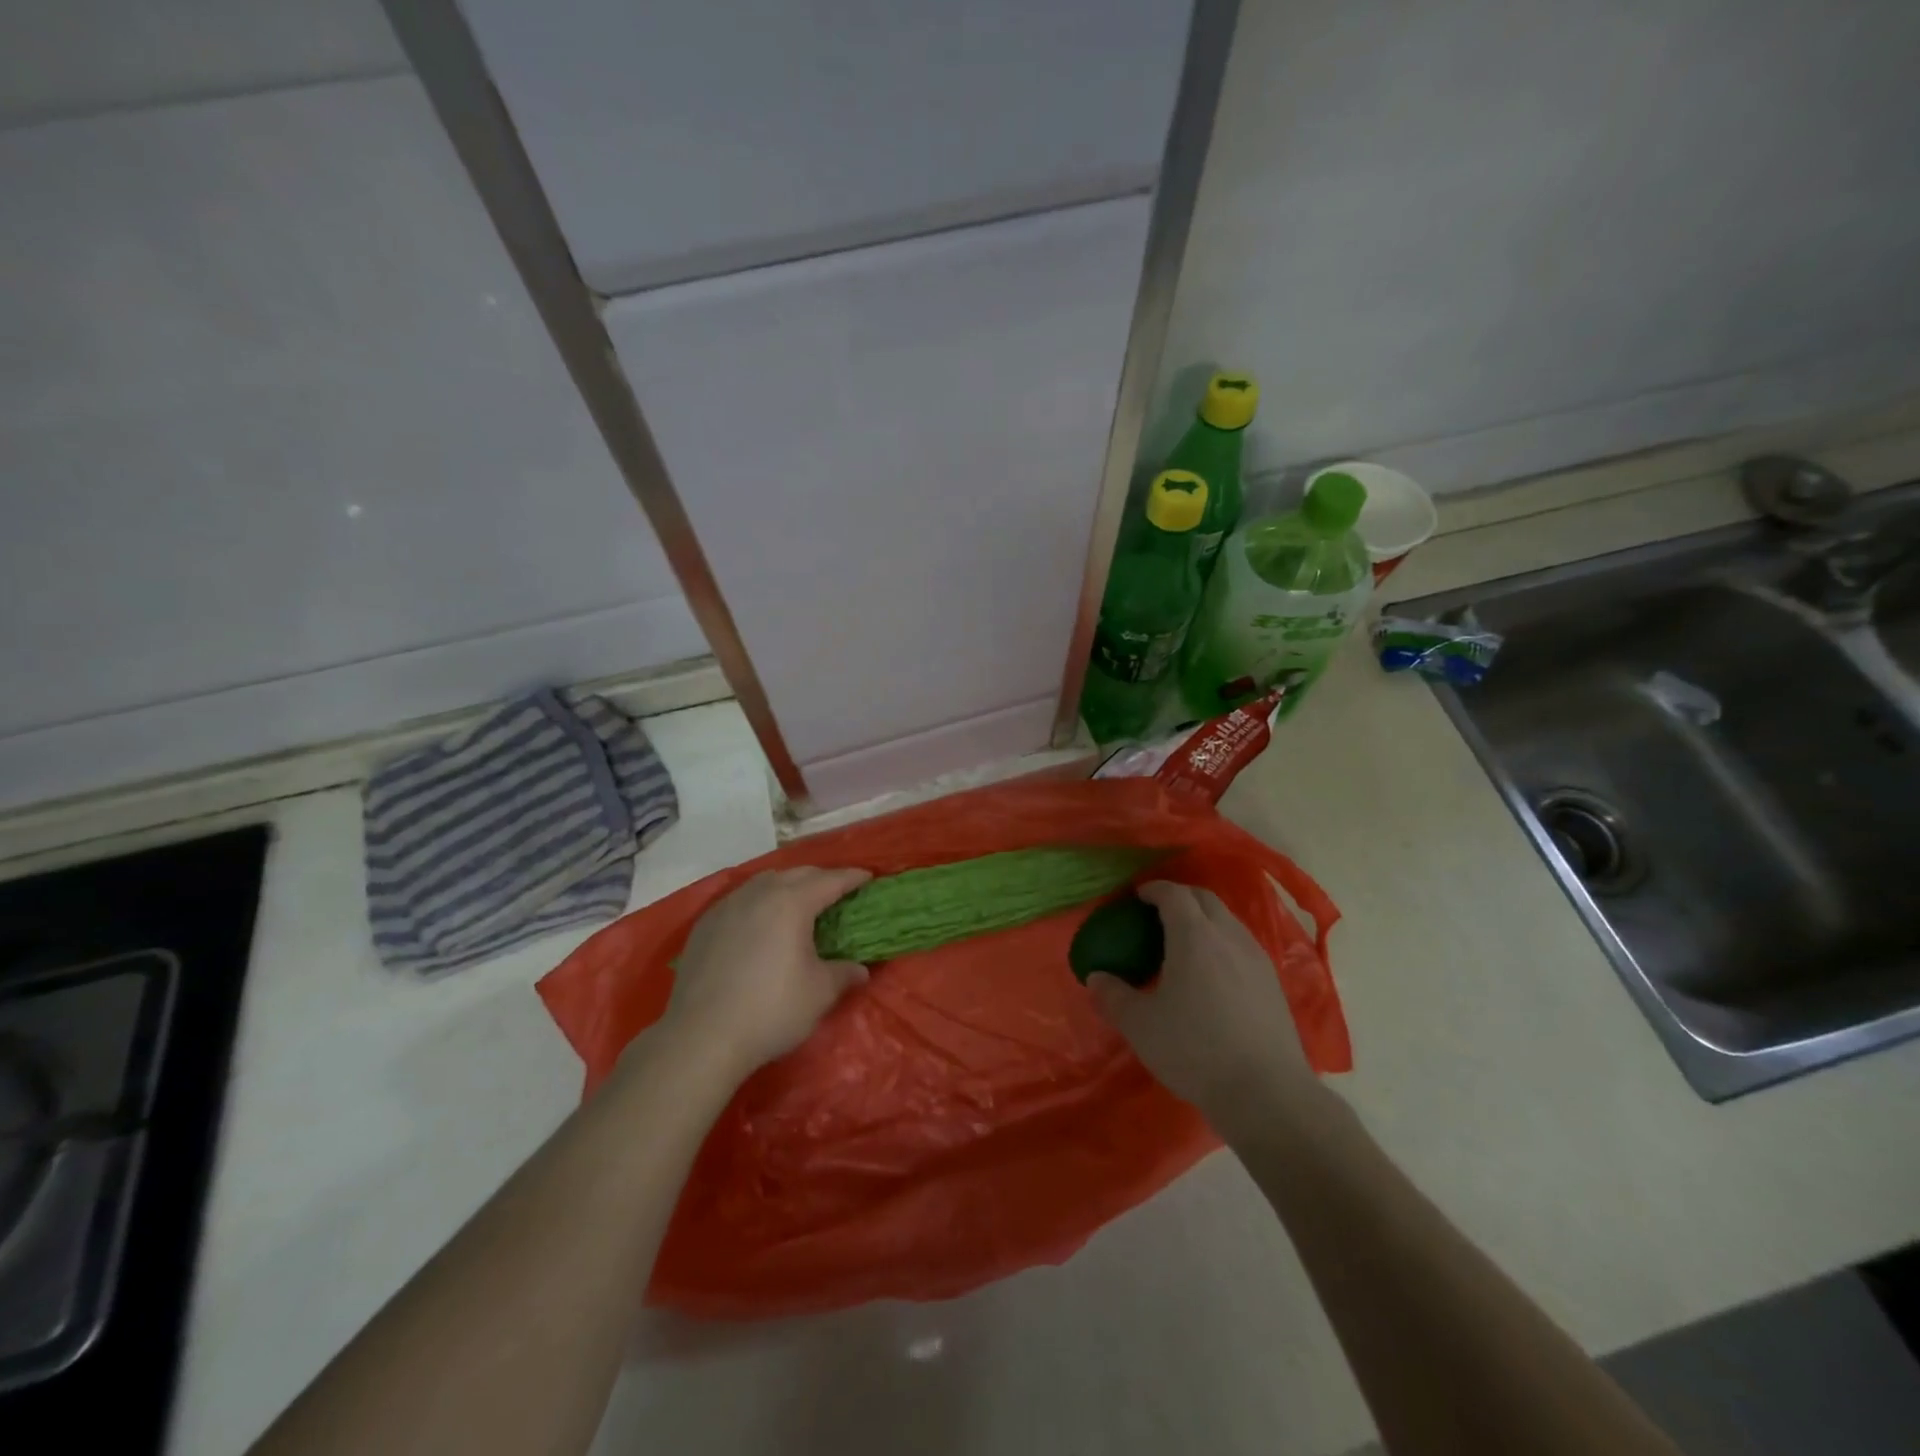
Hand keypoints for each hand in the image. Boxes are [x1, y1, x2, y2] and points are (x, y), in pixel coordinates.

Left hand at [656, 867, 872, 1082]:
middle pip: (797, 874)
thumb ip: (844, 974)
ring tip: (798, 902)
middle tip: (837, 891)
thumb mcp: (819, 994)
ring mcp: (727, 907)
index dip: (852, 878)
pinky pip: (740, 900)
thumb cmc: (770, 1010)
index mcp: (792, 903)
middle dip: (821, 878)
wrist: (701, 1037)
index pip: (830, 880)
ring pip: (764, 882)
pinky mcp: (704, 925)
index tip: (868, 877)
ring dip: (787, 885)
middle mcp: (759, 894)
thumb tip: (860, 970)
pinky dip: (759, 901)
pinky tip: (759, 922)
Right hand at [1087, 882, 1319, 1139]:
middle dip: (1180, 897)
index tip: (1137, 896)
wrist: (1266, 1093)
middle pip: (1204, 898)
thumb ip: (1114, 996)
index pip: (1173, 894)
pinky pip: (1242, 944)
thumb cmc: (1195, 1050)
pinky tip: (1213, 973)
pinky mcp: (1273, 983)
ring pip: (1227, 920)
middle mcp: (1228, 936)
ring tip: (1184, 942)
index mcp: (1194, 935)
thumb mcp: (1141, 1026)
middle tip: (1157, 913)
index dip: (1154, 889)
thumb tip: (1096, 978)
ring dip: (1204, 919)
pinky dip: (1222, 942)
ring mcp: (1256, 958)